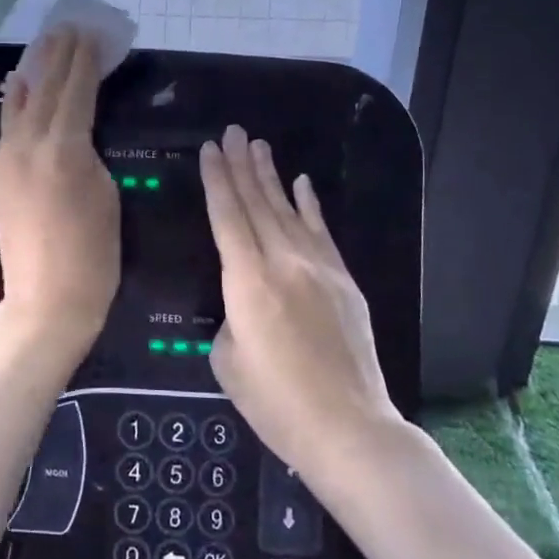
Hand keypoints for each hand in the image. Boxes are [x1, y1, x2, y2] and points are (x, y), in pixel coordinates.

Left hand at [0, 26, 120, 347]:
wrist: (46, 301)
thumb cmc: (94, 255)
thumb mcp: (107, 195)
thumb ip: (89, 154)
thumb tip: (76, 135)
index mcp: (64, 148)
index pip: (77, 91)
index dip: (85, 60)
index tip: (92, 32)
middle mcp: (29, 145)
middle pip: (46, 89)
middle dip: (59, 55)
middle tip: (69, 25)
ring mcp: (6, 160)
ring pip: (20, 104)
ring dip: (34, 71)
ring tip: (45, 44)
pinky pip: (7, 128)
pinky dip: (15, 103)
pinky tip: (17, 87)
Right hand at [200, 125, 400, 477]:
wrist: (348, 426)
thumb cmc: (276, 402)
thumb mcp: (228, 361)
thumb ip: (230, 319)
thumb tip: (243, 304)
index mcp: (247, 281)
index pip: (227, 216)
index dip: (217, 180)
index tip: (210, 149)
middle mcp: (283, 262)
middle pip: (257, 203)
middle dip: (241, 165)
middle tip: (232, 132)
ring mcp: (318, 268)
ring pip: (289, 210)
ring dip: (271, 176)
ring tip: (258, 145)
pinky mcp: (343, 281)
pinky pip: (322, 232)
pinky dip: (310, 205)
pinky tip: (303, 183)